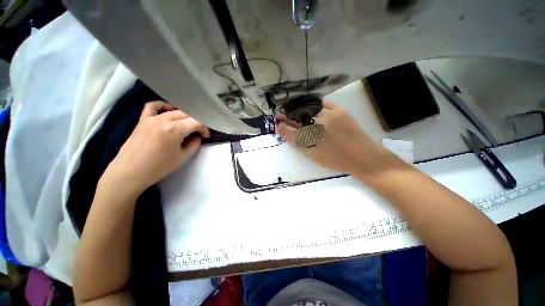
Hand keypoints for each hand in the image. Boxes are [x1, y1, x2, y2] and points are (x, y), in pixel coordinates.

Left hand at [104, 101, 209, 192]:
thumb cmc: (159, 167)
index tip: (206, 136)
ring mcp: (151, 118)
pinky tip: (168, 111)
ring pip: (173, 111)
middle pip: (186, 114)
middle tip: (198, 132)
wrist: (130, 172)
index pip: (196, 122)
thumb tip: (197, 137)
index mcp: (175, 129)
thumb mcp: (182, 158)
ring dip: (184, 117)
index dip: (204, 128)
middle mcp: (164, 120)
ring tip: (186, 125)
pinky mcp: (142, 120)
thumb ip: (194, 145)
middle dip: (196, 122)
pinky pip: (152, 106)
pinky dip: (162, 106)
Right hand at [277, 101, 395, 175]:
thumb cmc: (336, 160)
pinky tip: (314, 109)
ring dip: (300, 110)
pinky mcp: (341, 111)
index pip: (290, 130)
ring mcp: (329, 116)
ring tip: (297, 112)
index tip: (278, 123)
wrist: (363, 158)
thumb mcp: (313, 154)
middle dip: (288, 116)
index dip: (282, 126)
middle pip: (297, 117)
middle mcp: (316, 125)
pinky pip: (324, 104)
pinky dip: (317, 105)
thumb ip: (298, 142)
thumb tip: (286, 131)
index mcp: (309, 139)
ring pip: (309, 109)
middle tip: (282, 115)